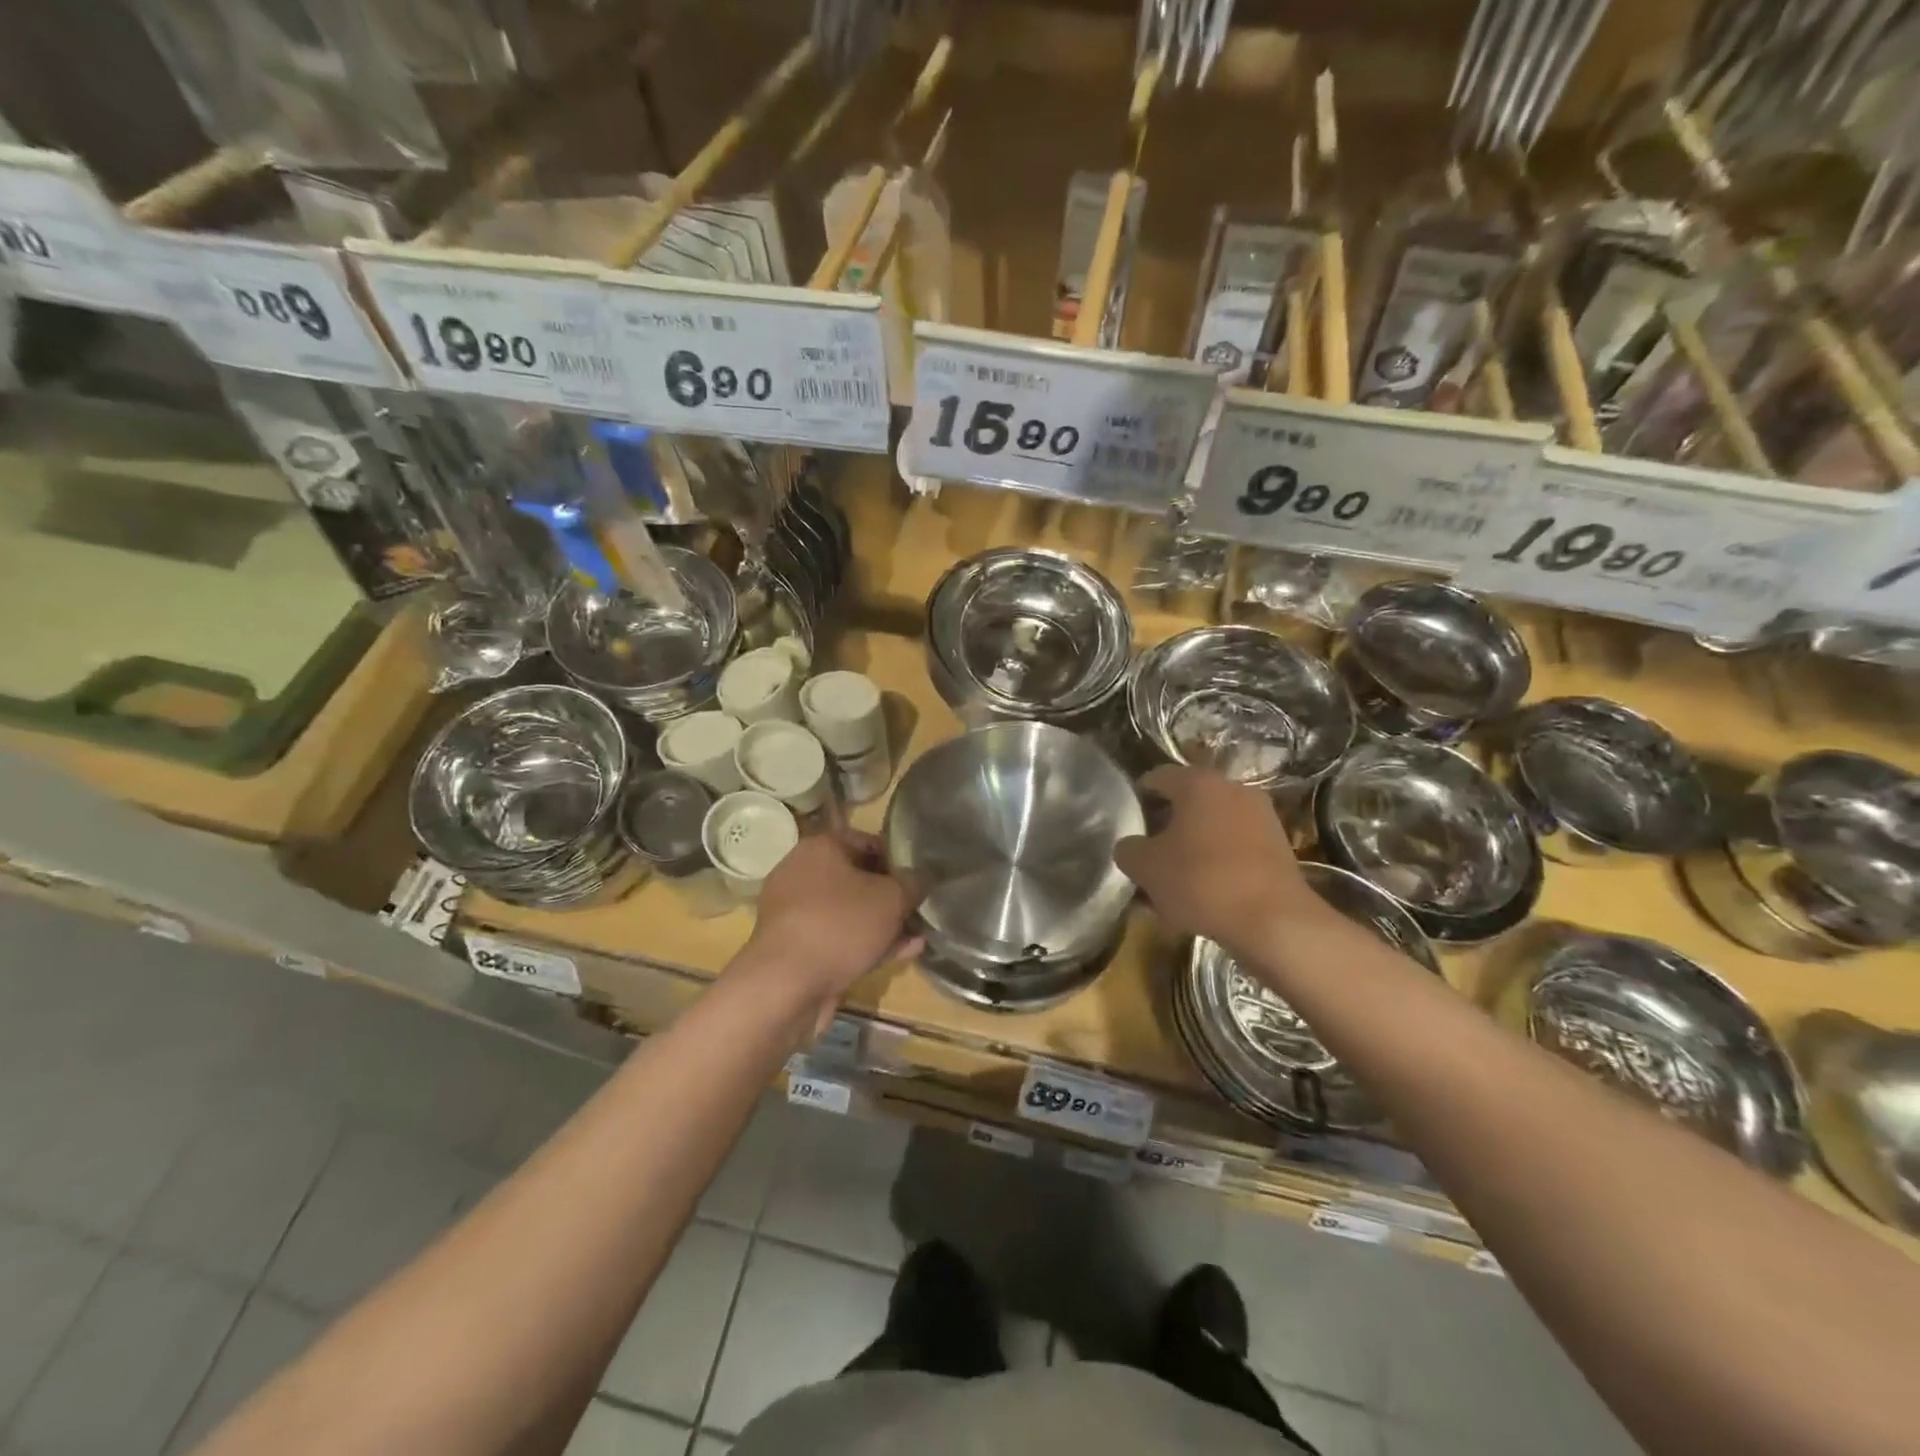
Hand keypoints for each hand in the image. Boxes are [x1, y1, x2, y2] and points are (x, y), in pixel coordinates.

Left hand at [744, 830, 921, 1025]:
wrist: (785, 985)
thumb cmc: (840, 925)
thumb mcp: (891, 899)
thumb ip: (913, 884)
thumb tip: (922, 878)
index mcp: (820, 847)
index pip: (868, 841)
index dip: (899, 859)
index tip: (920, 879)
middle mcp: (802, 873)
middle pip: (858, 878)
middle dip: (891, 896)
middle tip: (919, 910)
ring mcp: (796, 912)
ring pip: (849, 912)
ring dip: (882, 924)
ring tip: (916, 937)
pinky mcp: (795, 946)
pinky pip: (838, 938)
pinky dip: (865, 943)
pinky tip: (900, 954)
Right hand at [1114, 765, 1319, 951]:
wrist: (1274, 921)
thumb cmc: (1201, 882)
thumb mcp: (1146, 868)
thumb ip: (1129, 849)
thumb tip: (1131, 846)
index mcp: (1198, 783)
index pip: (1158, 776)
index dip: (1139, 796)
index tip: (1130, 822)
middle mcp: (1232, 789)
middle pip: (1189, 799)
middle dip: (1168, 823)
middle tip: (1150, 852)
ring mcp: (1261, 816)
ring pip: (1213, 824)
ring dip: (1193, 843)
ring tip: (1177, 876)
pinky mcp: (1279, 845)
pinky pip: (1236, 845)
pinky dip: (1218, 860)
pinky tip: (1207, 890)